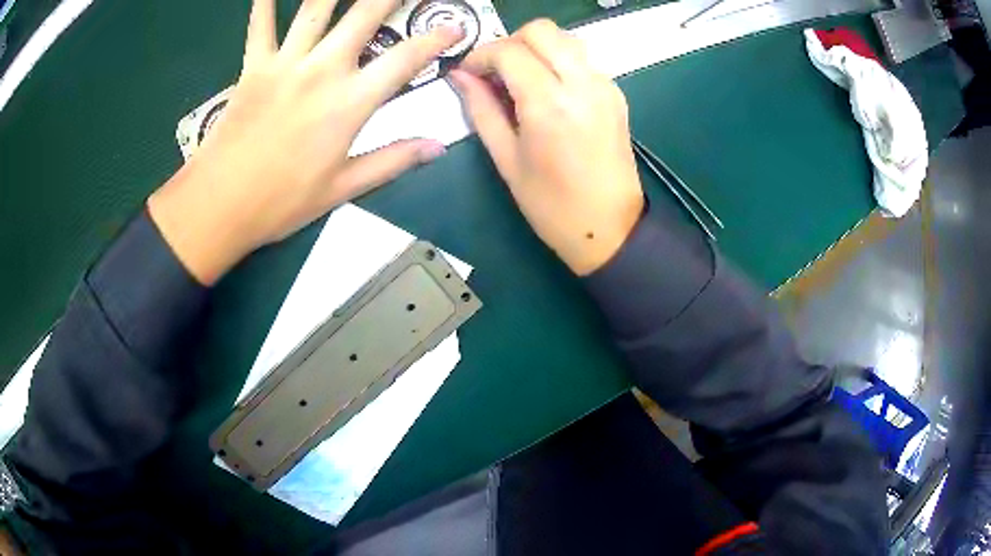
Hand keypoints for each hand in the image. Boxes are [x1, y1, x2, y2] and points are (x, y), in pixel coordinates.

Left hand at [148, 0, 462, 284]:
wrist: (219, 206)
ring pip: (315, 8)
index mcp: (350, 102)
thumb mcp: (342, 189)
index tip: (456, 27)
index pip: (405, 59)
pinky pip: (260, 26)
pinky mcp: (253, 67)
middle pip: (364, 14)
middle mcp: (322, 70)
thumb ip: (392, 160)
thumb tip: (437, 147)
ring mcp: (285, 64)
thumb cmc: (280, 202)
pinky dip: (265, 3)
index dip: (436, 40)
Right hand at [449, 19, 643, 275]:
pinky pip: (582, 59)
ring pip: (565, 39)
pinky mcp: (616, 94)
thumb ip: (481, 109)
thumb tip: (460, 77)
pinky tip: (547, 89)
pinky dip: (559, 61)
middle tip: (495, 72)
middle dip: (510, 43)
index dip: (481, 55)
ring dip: (537, 48)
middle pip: (541, 30)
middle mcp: (581, 83)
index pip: (509, 51)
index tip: (468, 73)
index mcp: (549, 103)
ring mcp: (604, 86)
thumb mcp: (506, 159)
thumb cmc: (552, 205)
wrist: (610, 229)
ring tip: (520, 79)